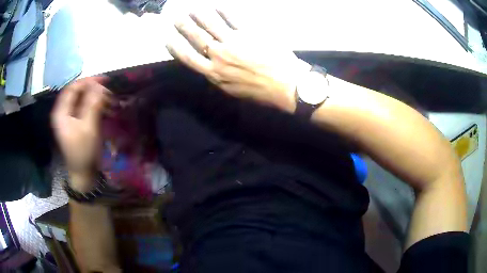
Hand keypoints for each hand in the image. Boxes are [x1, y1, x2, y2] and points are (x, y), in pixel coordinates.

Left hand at [51, 77, 109, 189]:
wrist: (83, 174)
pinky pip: (85, 108)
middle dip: (93, 89)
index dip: (87, 81)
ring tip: (109, 100)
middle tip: (109, 91)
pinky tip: (105, 108)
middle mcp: (63, 112)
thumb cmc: (83, 151)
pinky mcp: (76, 123)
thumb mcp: (88, 127)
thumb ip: (93, 104)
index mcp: (61, 112)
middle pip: (77, 93)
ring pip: (82, 100)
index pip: (73, 88)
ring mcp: (69, 118)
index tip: (104, 80)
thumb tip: (99, 85)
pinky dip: (95, 105)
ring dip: (95, 97)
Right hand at [166, 9, 310, 111]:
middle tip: (177, 17)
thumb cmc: (260, 91)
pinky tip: (218, 6)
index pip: (188, 57)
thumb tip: (208, 65)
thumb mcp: (233, 90)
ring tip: (193, 8)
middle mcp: (220, 56)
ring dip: (200, 14)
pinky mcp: (250, 32)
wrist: (286, 85)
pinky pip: (233, 18)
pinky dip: (224, 11)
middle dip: (184, 25)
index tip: (169, 38)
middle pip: (196, 36)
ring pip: (211, 23)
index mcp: (214, 73)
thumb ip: (217, 76)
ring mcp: (234, 42)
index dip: (176, 46)